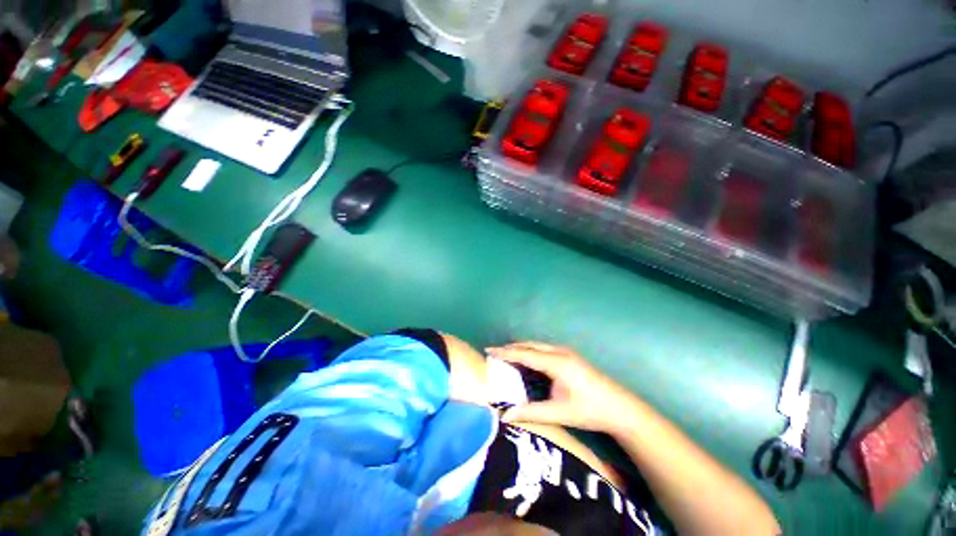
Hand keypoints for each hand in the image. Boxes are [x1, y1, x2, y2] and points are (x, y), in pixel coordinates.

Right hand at [485, 342, 636, 434]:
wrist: (621, 408)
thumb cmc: (590, 410)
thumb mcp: (559, 413)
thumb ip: (531, 413)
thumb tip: (505, 416)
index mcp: (556, 363)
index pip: (525, 354)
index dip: (506, 352)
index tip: (489, 350)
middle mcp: (560, 352)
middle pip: (530, 346)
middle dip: (511, 348)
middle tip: (494, 352)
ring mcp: (566, 352)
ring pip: (537, 346)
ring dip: (521, 348)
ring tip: (506, 354)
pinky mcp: (570, 356)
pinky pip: (544, 349)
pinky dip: (531, 351)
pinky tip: (527, 358)